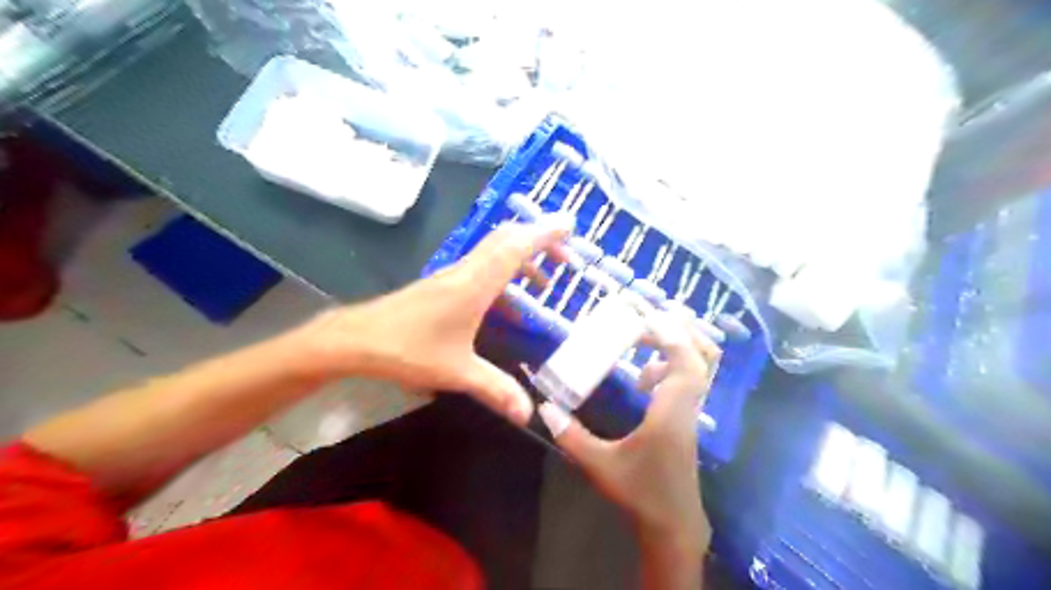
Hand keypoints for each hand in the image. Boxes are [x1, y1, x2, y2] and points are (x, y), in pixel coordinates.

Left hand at [295, 215, 572, 426]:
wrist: (357, 338)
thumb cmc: (408, 349)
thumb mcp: (457, 372)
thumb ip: (495, 389)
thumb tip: (528, 415)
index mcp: (475, 284)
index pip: (516, 247)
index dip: (545, 233)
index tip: (570, 225)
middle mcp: (466, 270)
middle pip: (507, 239)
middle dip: (540, 240)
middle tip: (566, 255)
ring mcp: (453, 274)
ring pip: (494, 250)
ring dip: (522, 256)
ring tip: (544, 282)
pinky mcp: (443, 283)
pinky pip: (482, 265)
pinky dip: (504, 270)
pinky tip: (508, 300)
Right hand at [537, 315, 719, 549]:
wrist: (673, 525)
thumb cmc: (639, 493)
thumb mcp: (600, 464)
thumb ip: (571, 435)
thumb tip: (544, 407)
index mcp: (671, 413)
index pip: (685, 364)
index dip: (670, 335)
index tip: (646, 317)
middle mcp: (689, 407)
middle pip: (705, 357)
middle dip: (682, 330)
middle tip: (651, 317)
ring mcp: (693, 413)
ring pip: (703, 367)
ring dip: (680, 345)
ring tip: (647, 339)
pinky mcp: (689, 419)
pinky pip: (692, 380)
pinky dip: (675, 365)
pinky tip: (646, 378)